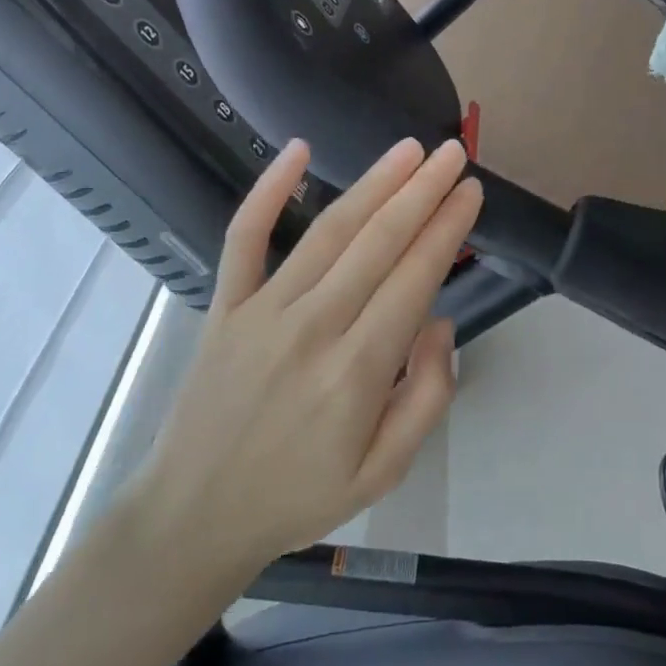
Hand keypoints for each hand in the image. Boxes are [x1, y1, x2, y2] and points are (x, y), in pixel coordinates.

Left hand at [123, 137, 481, 580]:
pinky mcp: (225, 304)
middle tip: (452, 153)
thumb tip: (440, 320)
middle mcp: (312, 327)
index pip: (414, 278)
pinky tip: (298, 150)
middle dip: (422, 191)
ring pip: (328, 231)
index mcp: (356, 371)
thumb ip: (428, 396)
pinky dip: (268, 190)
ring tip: (408, 150)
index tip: (471, 191)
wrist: (194, 515)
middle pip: (378, 242)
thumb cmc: (299, 495)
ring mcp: (262, 310)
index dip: (447, 228)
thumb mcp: (386, 472)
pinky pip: (245, 237)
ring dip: (373, 183)